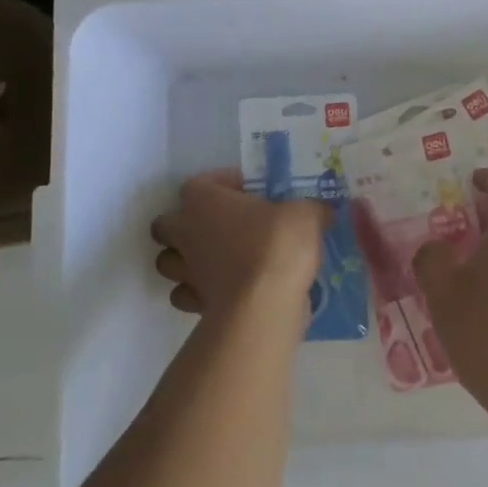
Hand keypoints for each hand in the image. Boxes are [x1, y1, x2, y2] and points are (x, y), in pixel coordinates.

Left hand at [151, 169, 327, 316]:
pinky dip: (198, 293)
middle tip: (221, 228)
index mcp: (203, 201)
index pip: (200, 183)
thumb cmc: (278, 245)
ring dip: (186, 260)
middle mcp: (186, 233)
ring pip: (168, 262)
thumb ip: (309, 210)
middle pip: (166, 224)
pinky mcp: (194, 303)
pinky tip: (223, 291)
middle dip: (186, 225)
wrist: (265, 303)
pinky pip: (186, 295)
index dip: (223, 184)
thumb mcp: (306, 214)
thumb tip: (320, 213)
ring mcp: (185, 271)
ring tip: (216, 261)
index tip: (248, 190)